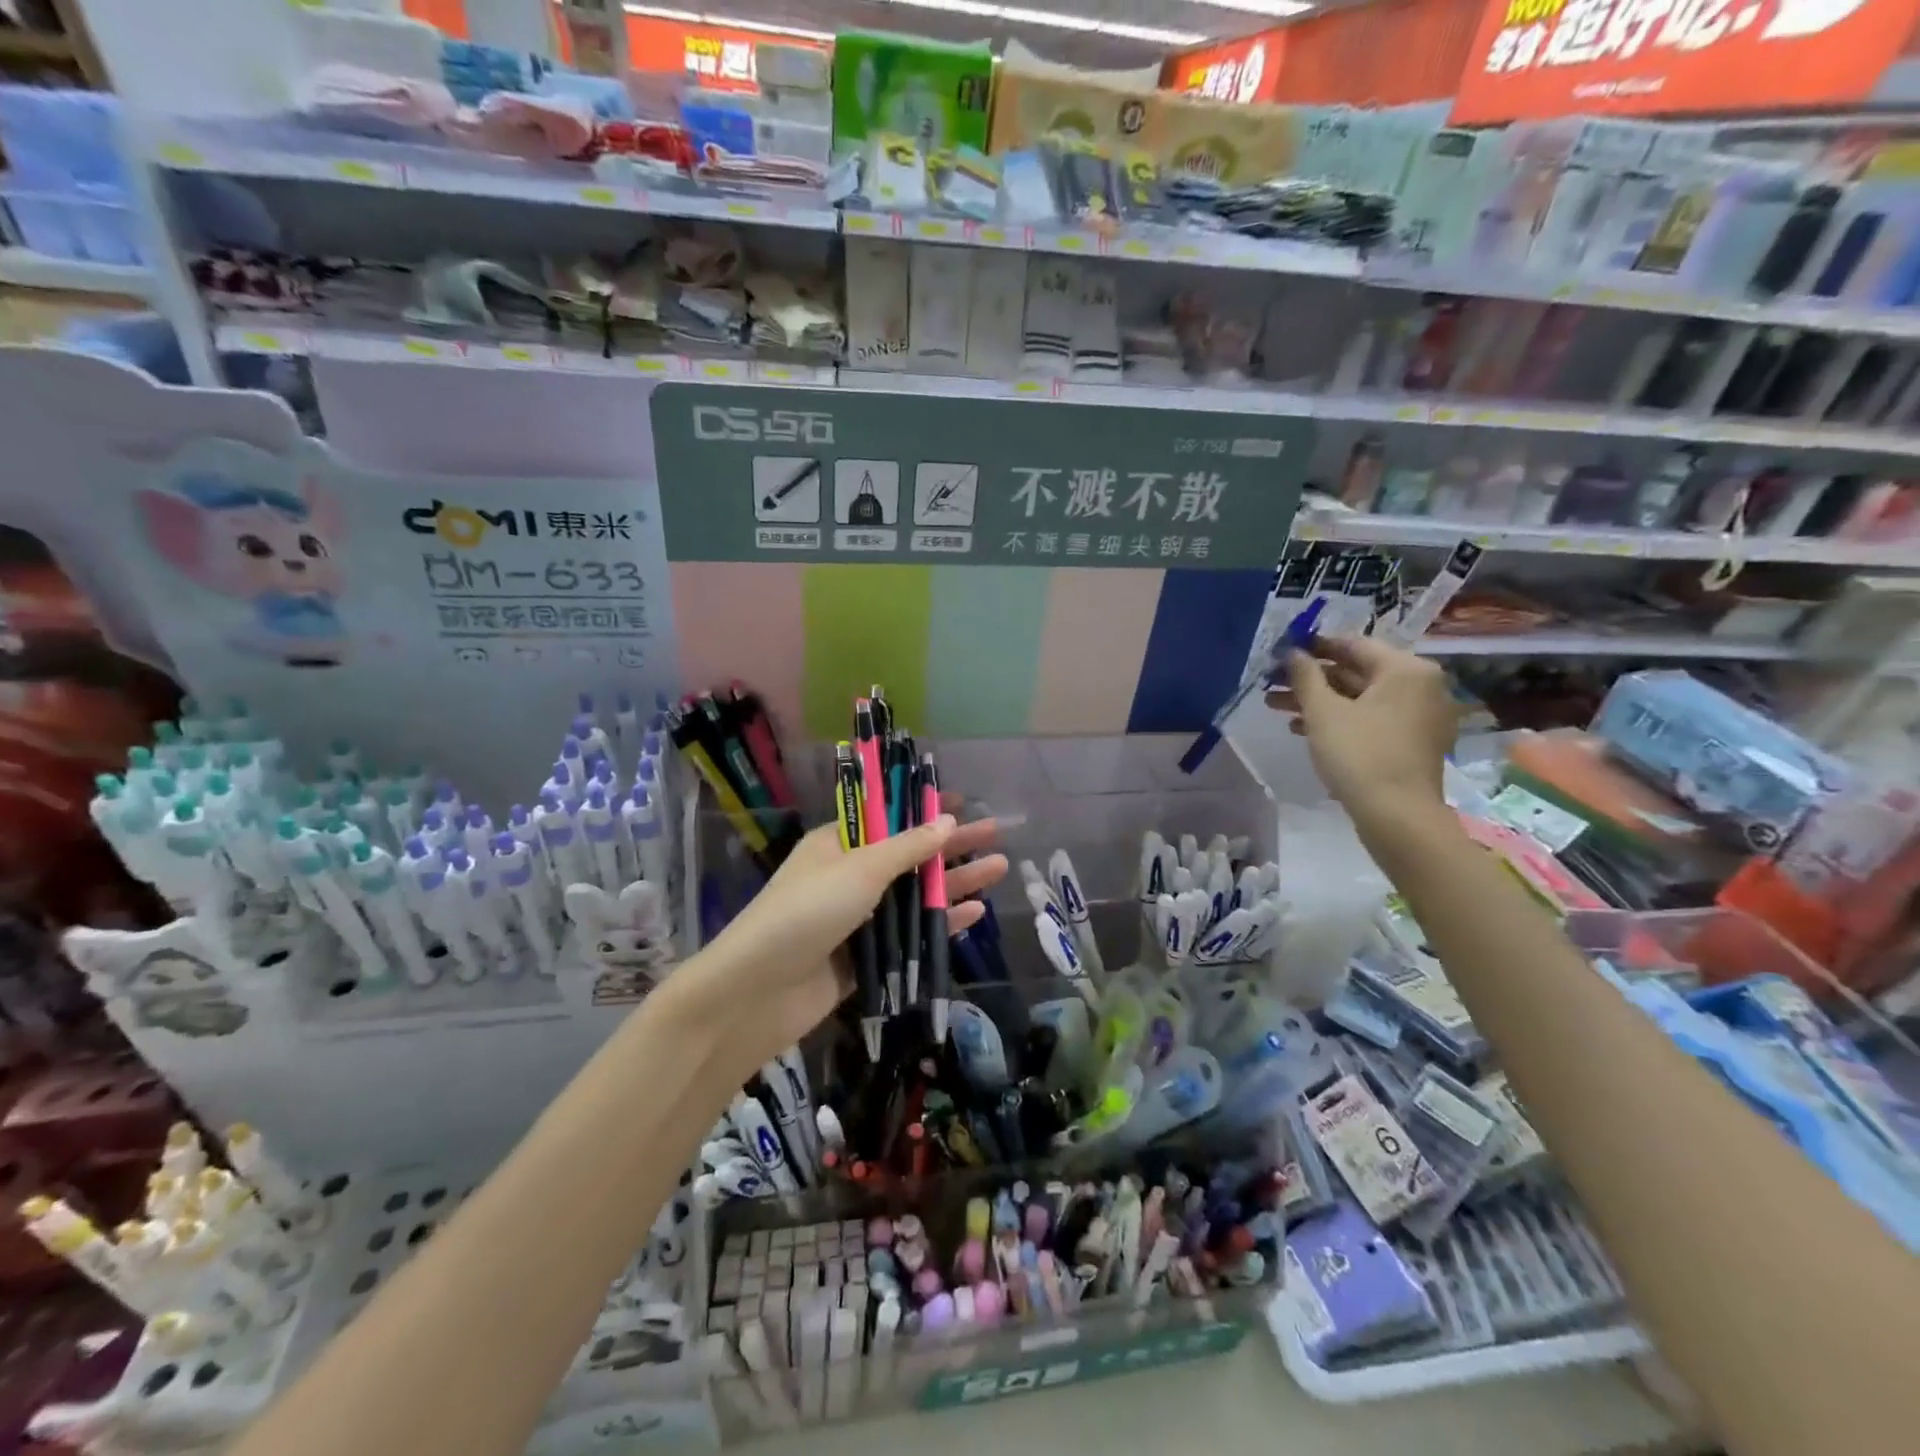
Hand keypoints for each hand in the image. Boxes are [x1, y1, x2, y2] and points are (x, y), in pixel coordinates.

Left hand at [676, 801, 1005, 1073]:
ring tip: (999, 869)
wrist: (757, 992)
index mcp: (838, 844)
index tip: (961, 803)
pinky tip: (973, 913)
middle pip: (908, 856)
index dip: (923, 810)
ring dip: (953, 883)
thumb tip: (946, 820)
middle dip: (950, 846)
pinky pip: (908, 936)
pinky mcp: (864, 958)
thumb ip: (907, 847)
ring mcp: (857, 919)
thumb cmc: (807, 912)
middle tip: (995, 834)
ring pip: (913, 896)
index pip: (887, 819)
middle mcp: (849, 876)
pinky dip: (938, 923)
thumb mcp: (860, 869)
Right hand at [1265, 635, 1457, 825]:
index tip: (1282, 651)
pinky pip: (1372, 718)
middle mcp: (1421, 686)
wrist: (1397, 816)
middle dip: (1311, 679)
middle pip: (1357, 672)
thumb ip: (1305, 676)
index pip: (1353, 645)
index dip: (1314, 647)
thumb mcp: (1323, 712)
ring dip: (1320, 700)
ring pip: (1361, 698)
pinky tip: (1303, 728)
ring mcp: (1420, 715)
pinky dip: (1340, 719)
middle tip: (1272, 684)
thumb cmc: (1359, 754)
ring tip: (1277, 707)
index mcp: (1406, 669)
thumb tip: (1292, 652)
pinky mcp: (1413, 741)